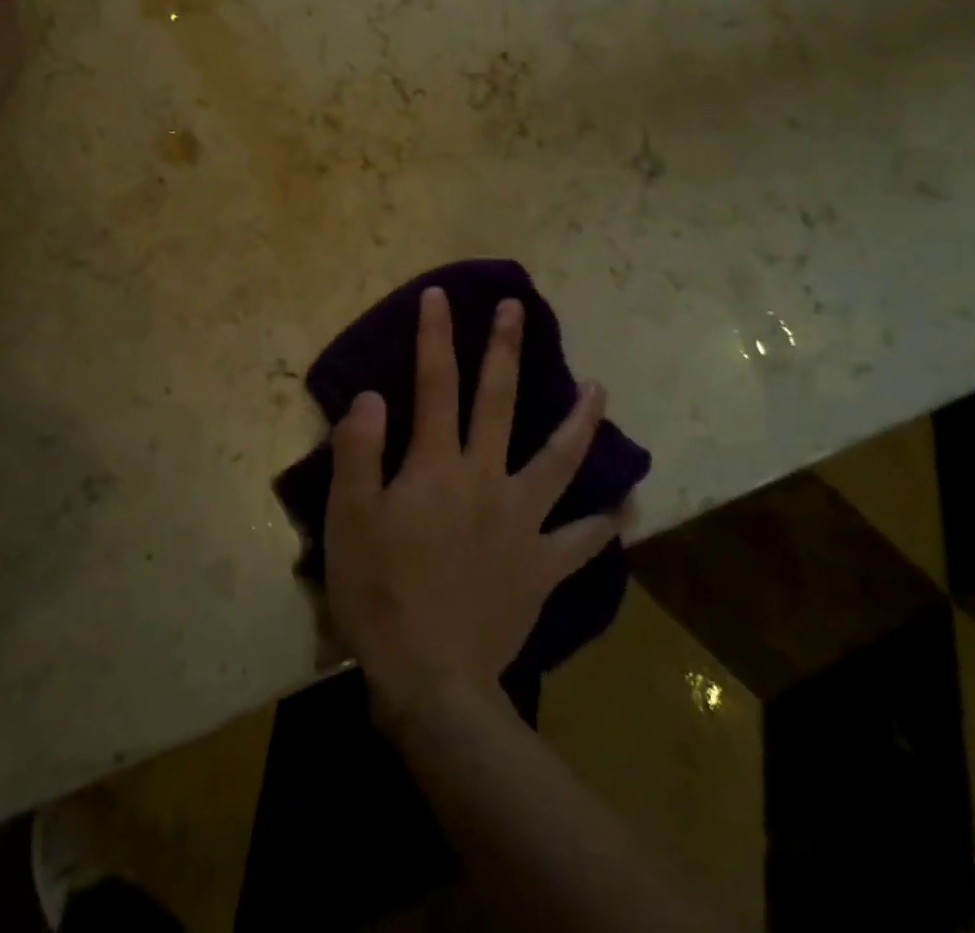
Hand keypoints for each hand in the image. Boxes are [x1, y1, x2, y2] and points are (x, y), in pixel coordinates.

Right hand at [325, 286, 624, 716]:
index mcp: (436, 465)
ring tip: (599, 389)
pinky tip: (626, 508)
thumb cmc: (380, 593)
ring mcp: (522, 522)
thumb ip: (358, 451)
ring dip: (579, 422)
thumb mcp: (349, 518)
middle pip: (499, 402)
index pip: (434, 384)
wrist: (432, 679)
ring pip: (558, 460)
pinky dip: (604, 523)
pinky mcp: (541, 565)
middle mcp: (486, 479)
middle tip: (518, 308)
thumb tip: (372, 395)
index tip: (439, 296)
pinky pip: (580, 541)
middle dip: (506, 350)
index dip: (435, 337)